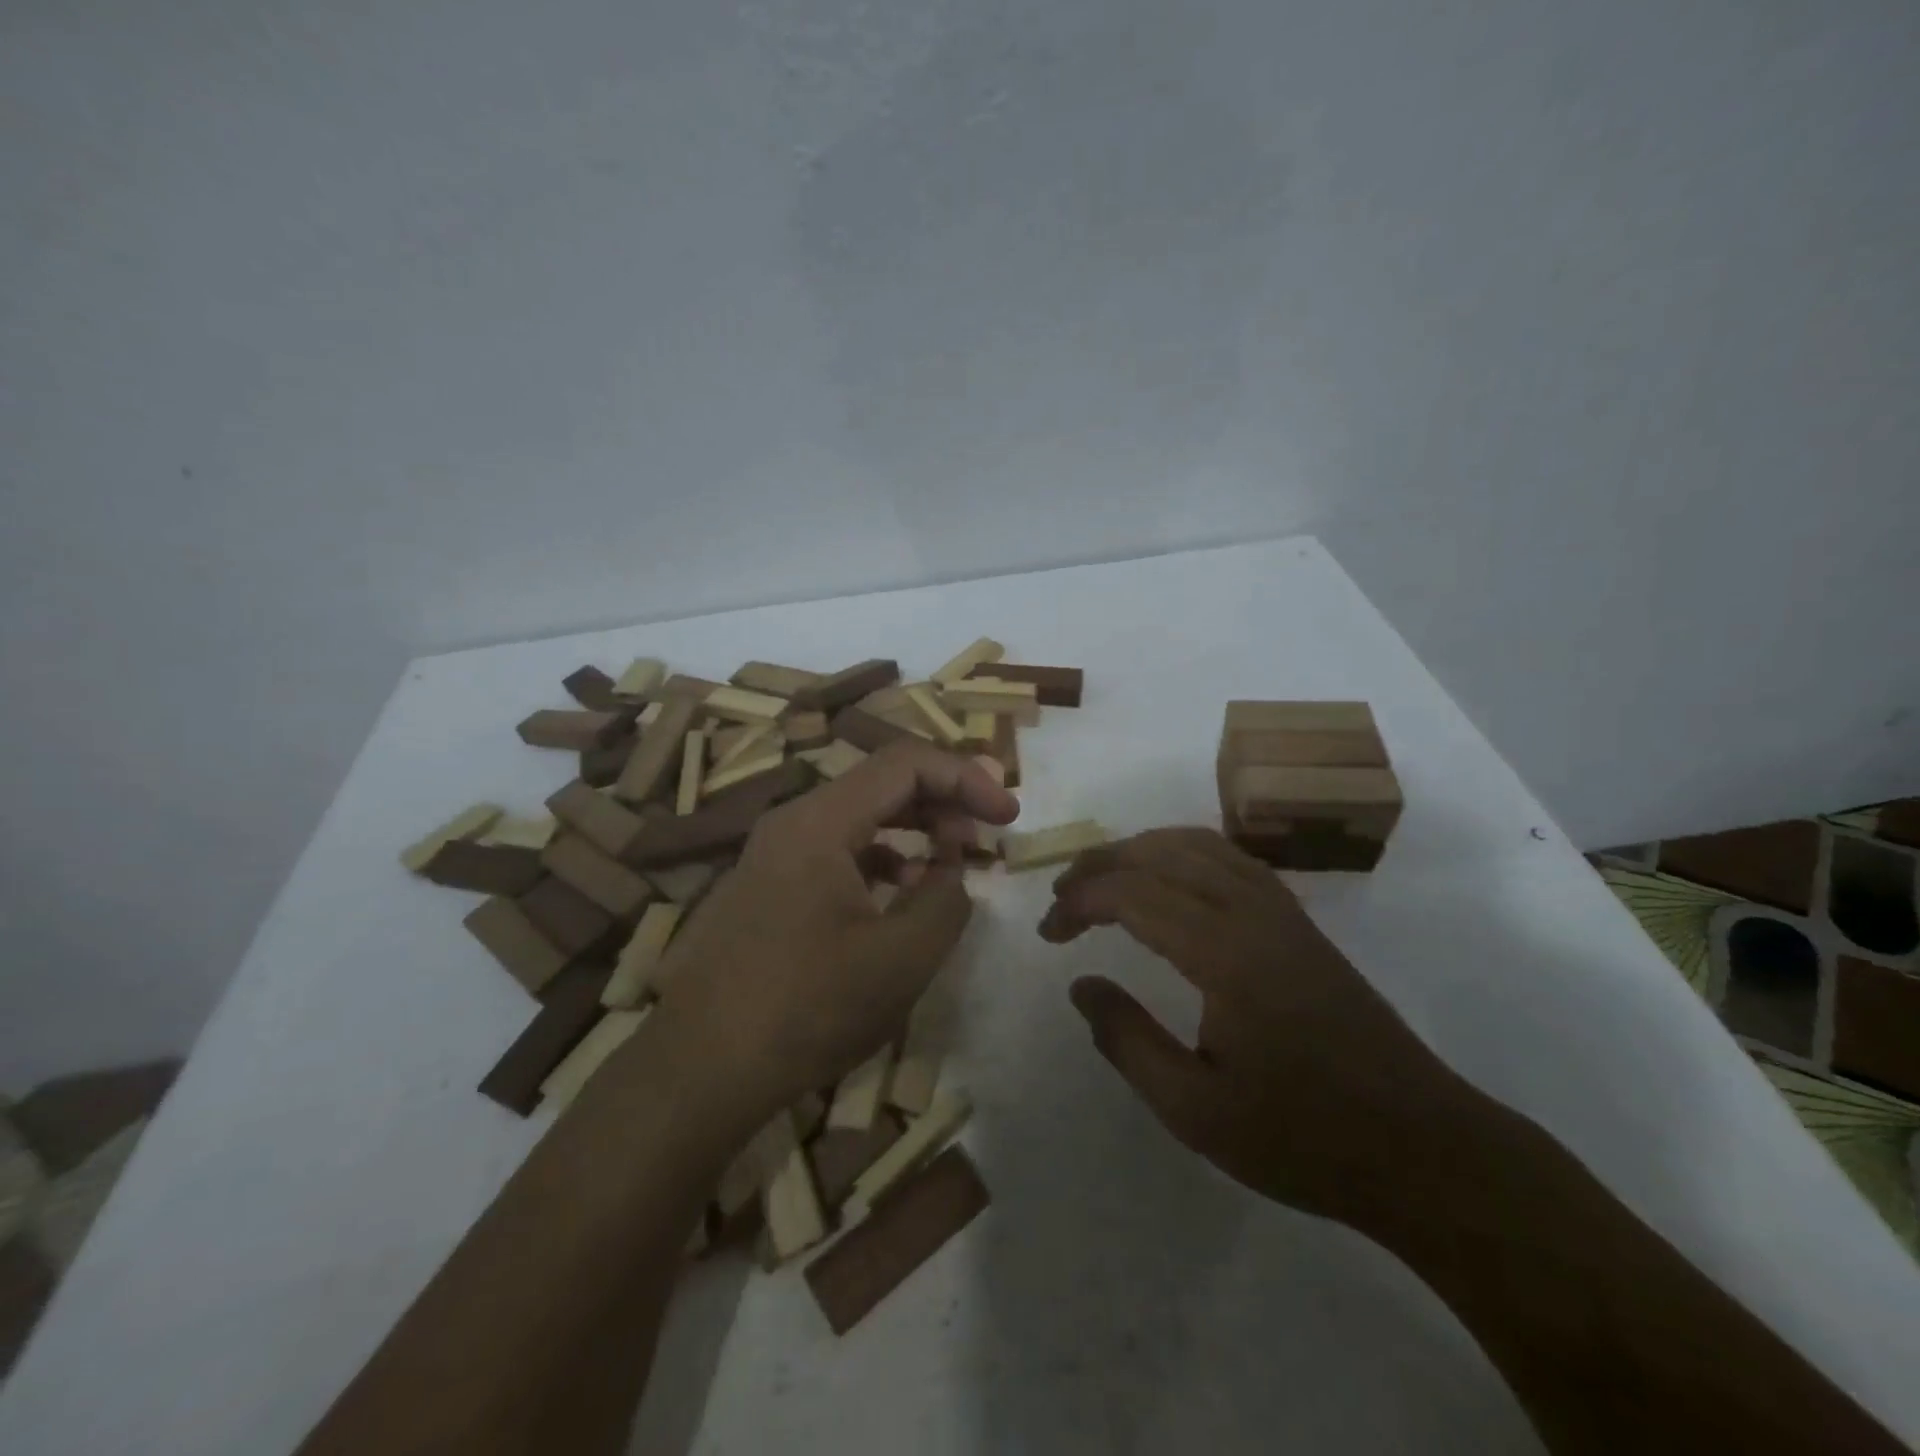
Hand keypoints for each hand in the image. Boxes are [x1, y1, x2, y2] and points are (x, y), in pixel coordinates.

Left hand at [650, 740, 1019, 1128]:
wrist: (700, 1070)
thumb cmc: (807, 1009)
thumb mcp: (901, 958)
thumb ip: (946, 900)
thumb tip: (953, 872)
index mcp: (820, 821)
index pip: (906, 763)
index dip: (966, 779)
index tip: (1009, 816)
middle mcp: (793, 821)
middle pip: (882, 781)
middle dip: (943, 800)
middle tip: (985, 837)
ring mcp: (775, 853)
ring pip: (860, 815)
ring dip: (913, 827)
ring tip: (952, 863)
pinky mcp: (770, 885)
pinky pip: (837, 848)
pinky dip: (881, 857)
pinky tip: (902, 892)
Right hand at [1040, 828, 1468, 1224]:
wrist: (1422, 1148)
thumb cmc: (1304, 1138)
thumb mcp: (1195, 1110)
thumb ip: (1127, 1040)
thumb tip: (1081, 984)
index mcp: (1225, 952)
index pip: (1133, 893)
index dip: (1079, 902)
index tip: (1049, 934)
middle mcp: (1253, 911)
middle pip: (1160, 852)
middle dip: (1100, 865)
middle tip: (1062, 899)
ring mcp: (1282, 910)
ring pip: (1197, 844)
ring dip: (1140, 850)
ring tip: (1102, 880)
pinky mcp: (1298, 921)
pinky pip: (1228, 858)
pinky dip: (1181, 854)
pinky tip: (1167, 884)